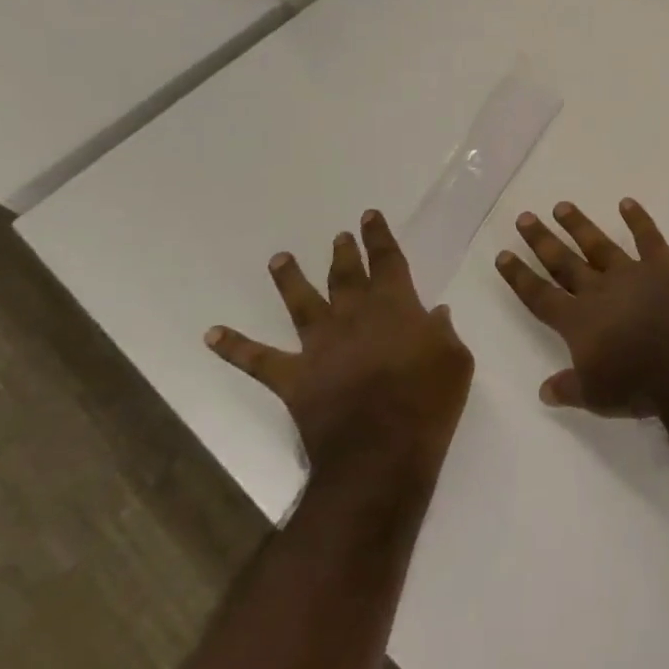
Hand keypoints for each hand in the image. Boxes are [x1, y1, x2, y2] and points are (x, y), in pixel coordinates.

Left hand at [207, 209, 473, 484]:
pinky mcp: (295, 378)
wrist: (380, 451)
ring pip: (302, 304)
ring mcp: (320, 346)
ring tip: (280, 259)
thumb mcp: (456, 361)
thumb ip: (444, 333)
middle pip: (346, 276)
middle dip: (344, 253)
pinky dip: (234, 347)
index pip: (388, 262)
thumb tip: (435, 314)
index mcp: (397, 307)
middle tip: (339, 236)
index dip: (380, 238)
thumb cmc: (429, 401)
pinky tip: (212, 334)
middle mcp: (354, 317)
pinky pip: (258, 360)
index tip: (369, 217)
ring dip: (290, 279)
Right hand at [495, 198, 668, 415]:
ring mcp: (632, 273)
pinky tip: (627, 203)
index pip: (540, 296)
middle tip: (525, 217)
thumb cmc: (641, 385)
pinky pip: (648, 236)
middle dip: (542, 241)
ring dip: (579, 225)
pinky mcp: (665, 265)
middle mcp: (600, 291)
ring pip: (599, 244)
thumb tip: (543, 390)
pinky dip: (638, 219)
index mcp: (578, 322)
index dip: (520, 276)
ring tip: (562, 206)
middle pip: (564, 262)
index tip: (503, 254)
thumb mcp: (598, 398)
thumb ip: (569, 389)